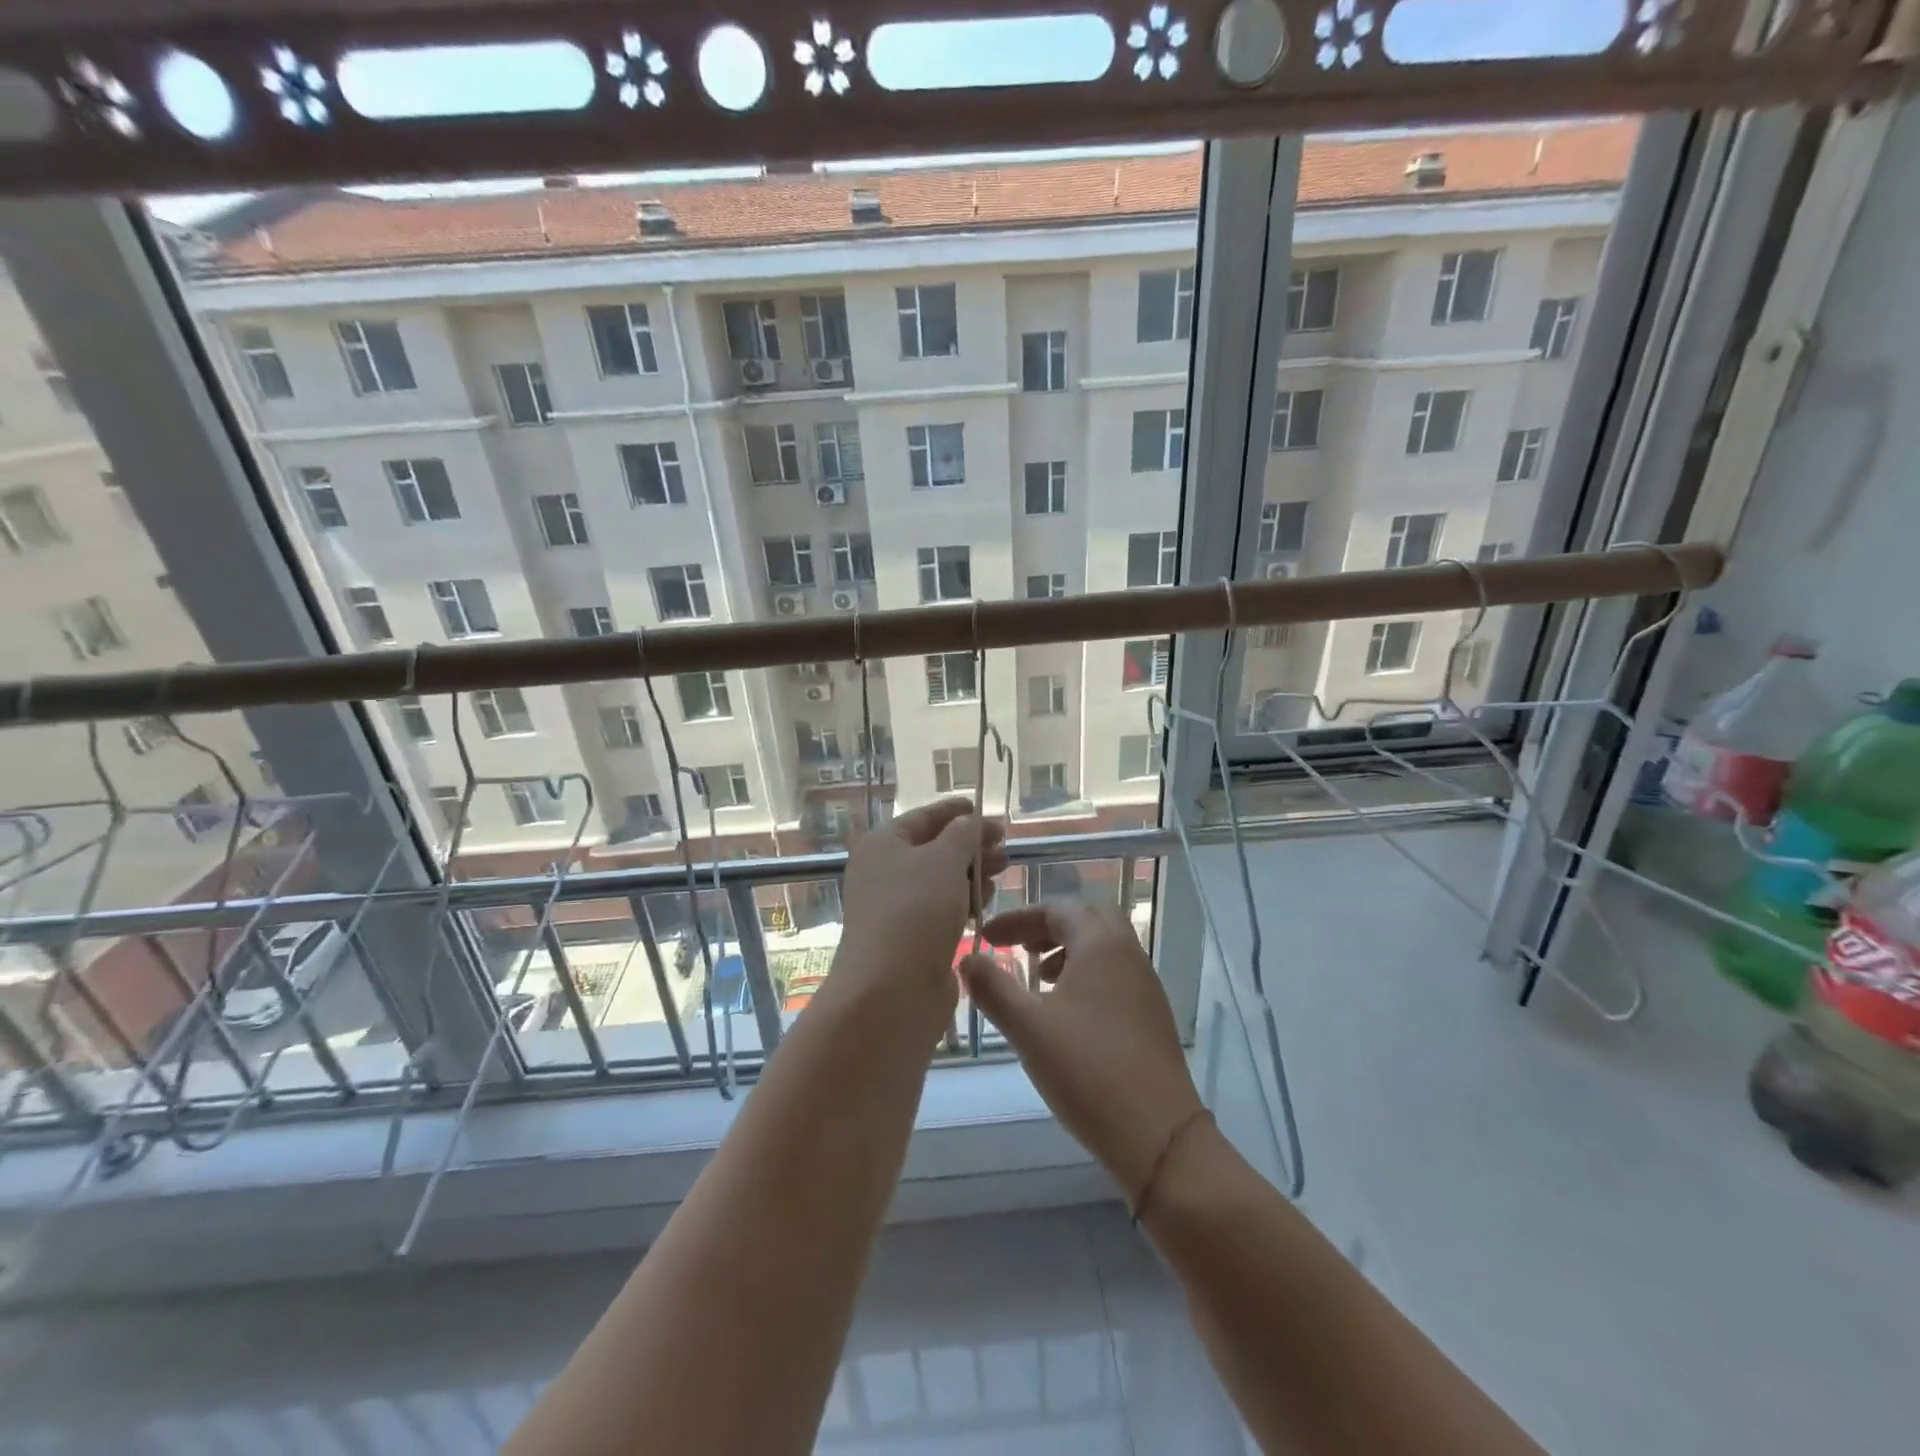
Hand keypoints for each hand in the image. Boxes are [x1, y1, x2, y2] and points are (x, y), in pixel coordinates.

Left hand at [829, 798, 1006, 1024]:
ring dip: (971, 874)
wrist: (890, 991)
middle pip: (934, 849)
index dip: (955, 811)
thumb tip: (970, 822)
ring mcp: (896, 908)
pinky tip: (986, 904)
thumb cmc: (915, 911)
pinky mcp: (911, 939)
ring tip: (1000, 873)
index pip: (923, 817)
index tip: (985, 810)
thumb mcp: (944, 860)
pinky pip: (942, 910)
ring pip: (941, 881)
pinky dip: (964, 903)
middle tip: (1005, 848)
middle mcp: (884, 872)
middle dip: (971, 846)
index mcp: (883, 844)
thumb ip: (963, 834)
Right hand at [963, 899, 1203, 1200]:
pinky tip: (1066, 1014)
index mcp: (1101, 944)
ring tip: (1038, 980)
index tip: (987, 937)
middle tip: (1017, 947)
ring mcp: (1145, 985)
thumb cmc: (1087, 1070)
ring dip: (1068, 951)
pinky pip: (1115, 973)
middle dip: (1047, 927)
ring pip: (1103, 947)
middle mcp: (1128, 954)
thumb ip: (993, 988)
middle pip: (1086, 919)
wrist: (1159, 1134)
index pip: (1057, 910)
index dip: (1018, 919)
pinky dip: (1086, 975)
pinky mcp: (1152, 1015)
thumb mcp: (1028, 1028)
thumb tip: (966, 959)